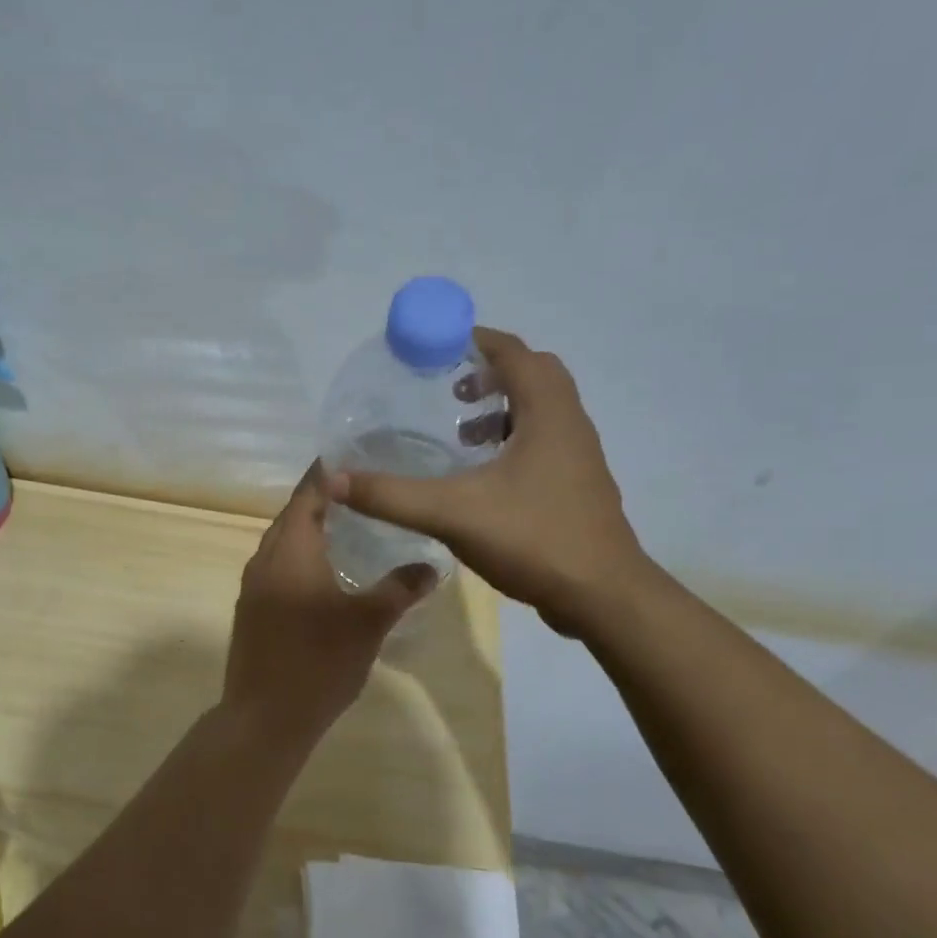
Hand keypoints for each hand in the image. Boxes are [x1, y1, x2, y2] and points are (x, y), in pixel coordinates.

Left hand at [223, 465, 435, 733]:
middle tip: (361, 489)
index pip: (309, 494)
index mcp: (290, 551)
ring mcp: (252, 586)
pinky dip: (300, 555)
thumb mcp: (368, 623)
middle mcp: (265, 559)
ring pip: (282, 542)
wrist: (264, 718)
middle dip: (322, 498)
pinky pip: (277, 566)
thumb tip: (431, 567)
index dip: (328, 473)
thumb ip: (400, 589)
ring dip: (310, 528)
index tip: (353, 456)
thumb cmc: (318, 662)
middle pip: (293, 515)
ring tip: (348, 524)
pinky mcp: (251, 609)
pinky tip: (325, 571)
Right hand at [327, 327, 646, 636]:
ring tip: (463, 433)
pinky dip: (514, 440)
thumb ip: (391, 495)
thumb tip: (334, 479)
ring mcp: (579, 457)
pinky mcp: (578, 486)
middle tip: (451, 388)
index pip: (515, 353)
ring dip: (504, 408)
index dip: (477, 341)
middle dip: (491, 372)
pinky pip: (545, 441)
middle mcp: (570, 424)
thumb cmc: (534, 538)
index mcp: (548, 413)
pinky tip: (483, 477)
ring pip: (543, 410)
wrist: (603, 596)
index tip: (438, 345)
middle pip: (534, 375)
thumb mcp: (452, 513)